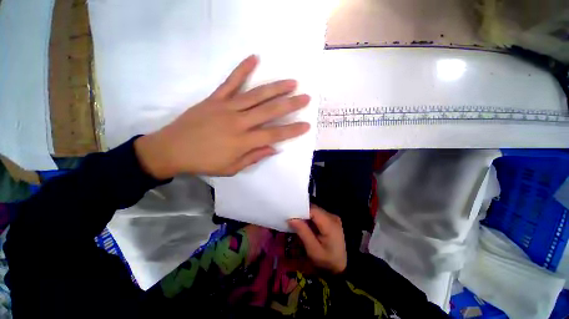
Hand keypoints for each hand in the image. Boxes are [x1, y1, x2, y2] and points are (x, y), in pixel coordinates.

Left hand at [135, 55, 310, 178]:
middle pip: (269, 111)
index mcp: (243, 141)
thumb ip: (254, 157)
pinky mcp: (214, 99)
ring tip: (291, 82)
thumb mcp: (232, 168)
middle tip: (305, 98)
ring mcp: (226, 108)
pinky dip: (242, 69)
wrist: (171, 149)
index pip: (274, 134)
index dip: (291, 130)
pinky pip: (230, 82)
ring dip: (275, 88)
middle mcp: (238, 122)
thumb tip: (273, 148)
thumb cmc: (204, 162)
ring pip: (255, 95)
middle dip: (290, 105)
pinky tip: (254, 58)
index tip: (306, 125)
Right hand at [288, 206, 347, 273]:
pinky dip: (310, 218)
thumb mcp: (313, 250)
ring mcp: (333, 218)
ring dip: (305, 216)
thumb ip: (303, 232)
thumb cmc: (328, 261)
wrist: (343, 267)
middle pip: (313, 209)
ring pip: (315, 211)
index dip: (300, 210)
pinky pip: (318, 215)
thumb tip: (291, 219)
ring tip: (296, 222)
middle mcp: (332, 217)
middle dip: (302, 213)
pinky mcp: (331, 220)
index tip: (290, 215)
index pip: (312, 210)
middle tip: (290, 219)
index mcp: (329, 223)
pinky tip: (305, 225)